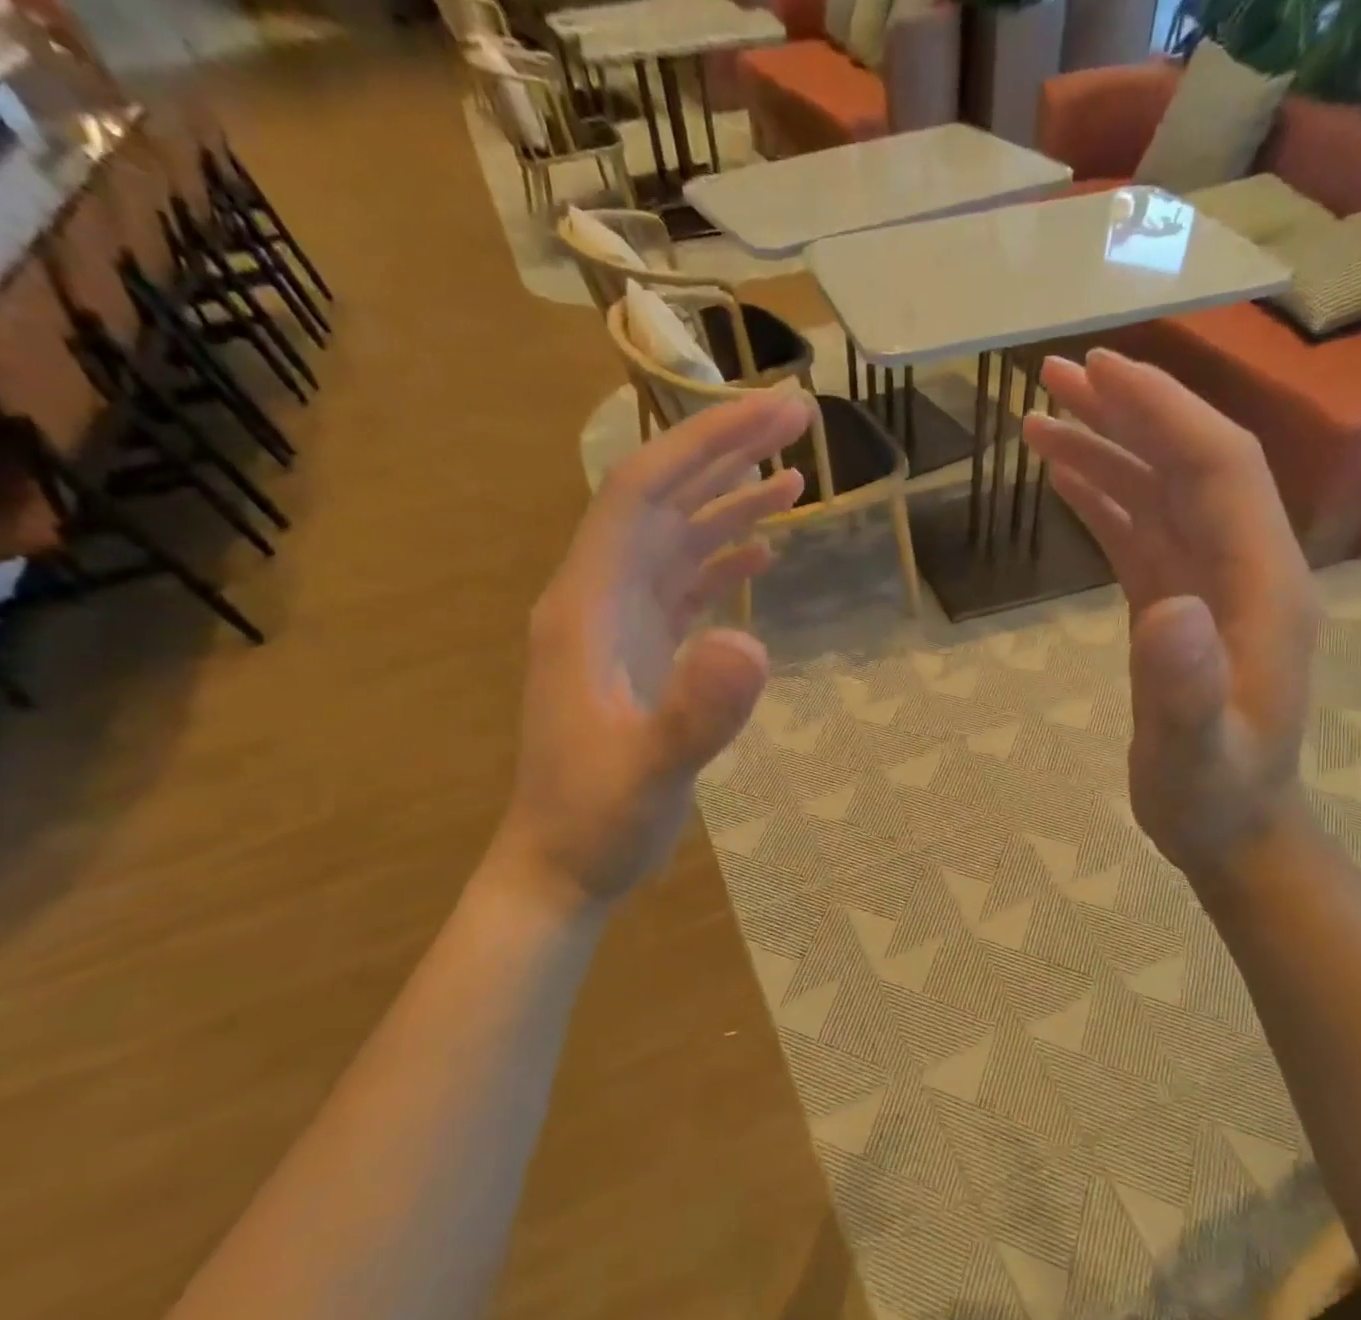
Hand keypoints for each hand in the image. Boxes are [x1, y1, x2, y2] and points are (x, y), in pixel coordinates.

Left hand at [488, 390, 810, 906]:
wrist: (562, 867)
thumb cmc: (597, 823)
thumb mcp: (650, 775)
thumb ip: (696, 714)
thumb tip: (753, 642)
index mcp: (587, 605)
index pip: (642, 492)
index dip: (705, 442)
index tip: (773, 412)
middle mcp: (598, 598)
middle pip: (662, 501)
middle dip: (726, 453)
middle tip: (798, 416)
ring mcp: (618, 626)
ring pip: (675, 539)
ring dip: (730, 503)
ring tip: (795, 478)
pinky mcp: (639, 653)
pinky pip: (683, 586)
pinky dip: (722, 560)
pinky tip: (761, 554)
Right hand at [1022, 350, 1318, 876]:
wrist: (1233, 830)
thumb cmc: (1215, 797)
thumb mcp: (1197, 754)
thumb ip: (1186, 688)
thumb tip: (1168, 608)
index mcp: (1262, 584)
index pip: (1218, 469)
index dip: (1162, 413)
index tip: (1099, 372)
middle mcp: (1243, 567)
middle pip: (1189, 464)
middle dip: (1127, 413)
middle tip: (1054, 375)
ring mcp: (1211, 585)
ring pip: (1160, 494)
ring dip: (1106, 450)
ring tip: (1040, 420)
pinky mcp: (1179, 606)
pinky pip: (1141, 535)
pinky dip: (1104, 499)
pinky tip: (1066, 481)